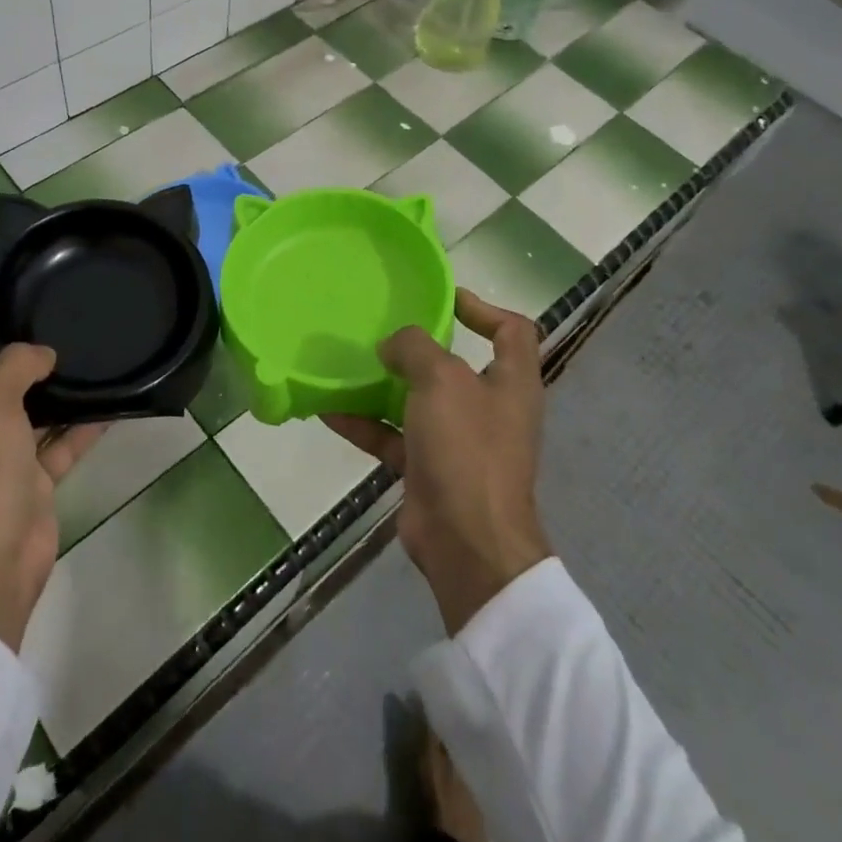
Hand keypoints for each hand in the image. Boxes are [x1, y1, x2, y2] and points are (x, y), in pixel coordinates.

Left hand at [0, 283, 107, 652]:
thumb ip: (13, 366)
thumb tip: (41, 356)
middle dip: (8, 351)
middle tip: (35, 312)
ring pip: (25, 412)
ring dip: (50, 388)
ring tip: (77, 350)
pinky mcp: (26, 483)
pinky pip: (55, 444)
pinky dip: (78, 427)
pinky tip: (108, 403)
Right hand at [323, 289, 550, 633]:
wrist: (467, 543)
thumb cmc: (466, 448)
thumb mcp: (441, 380)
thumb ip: (415, 348)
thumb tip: (393, 346)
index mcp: (511, 382)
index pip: (512, 330)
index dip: (484, 307)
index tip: (443, 298)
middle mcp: (489, 409)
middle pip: (458, 366)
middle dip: (421, 348)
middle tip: (383, 329)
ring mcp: (459, 442)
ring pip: (419, 401)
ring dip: (385, 385)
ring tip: (348, 362)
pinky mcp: (429, 469)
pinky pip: (393, 437)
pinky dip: (365, 423)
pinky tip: (329, 409)